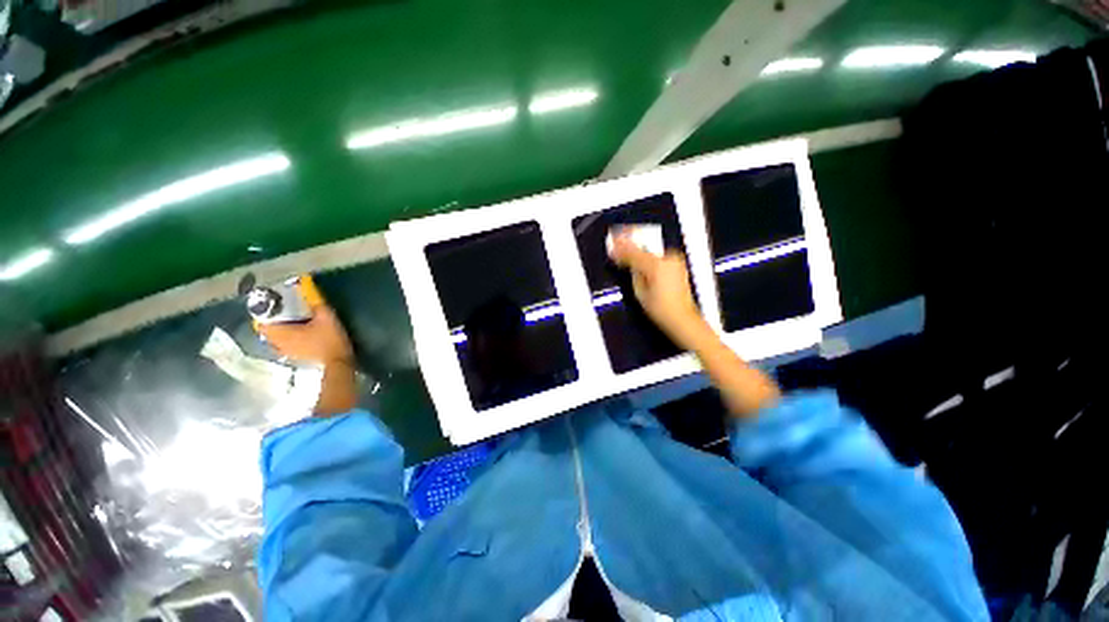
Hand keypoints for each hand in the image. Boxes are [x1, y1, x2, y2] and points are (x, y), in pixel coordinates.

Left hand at [258, 305, 353, 366]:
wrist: (338, 362)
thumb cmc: (330, 339)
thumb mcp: (326, 317)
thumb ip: (316, 302)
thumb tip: (307, 285)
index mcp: (281, 333)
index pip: (260, 323)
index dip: (264, 313)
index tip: (273, 306)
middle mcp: (278, 343)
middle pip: (267, 331)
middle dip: (273, 321)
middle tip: (284, 312)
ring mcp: (285, 352)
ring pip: (274, 339)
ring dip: (279, 331)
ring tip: (291, 323)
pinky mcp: (294, 357)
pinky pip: (282, 345)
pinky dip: (286, 339)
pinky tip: (298, 335)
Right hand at [609, 233, 707, 347]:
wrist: (682, 317)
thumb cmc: (662, 309)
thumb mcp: (639, 292)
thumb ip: (634, 273)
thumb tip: (629, 265)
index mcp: (655, 266)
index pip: (633, 252)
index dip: (620, 249)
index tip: (612, 246)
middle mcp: (667, 260)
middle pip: (643, 248)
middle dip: (630, 245)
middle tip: (617, 240)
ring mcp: (675, 261)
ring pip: (651, 251)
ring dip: (640, 250)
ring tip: (628, 249)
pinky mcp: (678, 265)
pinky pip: (660, 257)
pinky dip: (650, 256)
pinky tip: (642, 257)